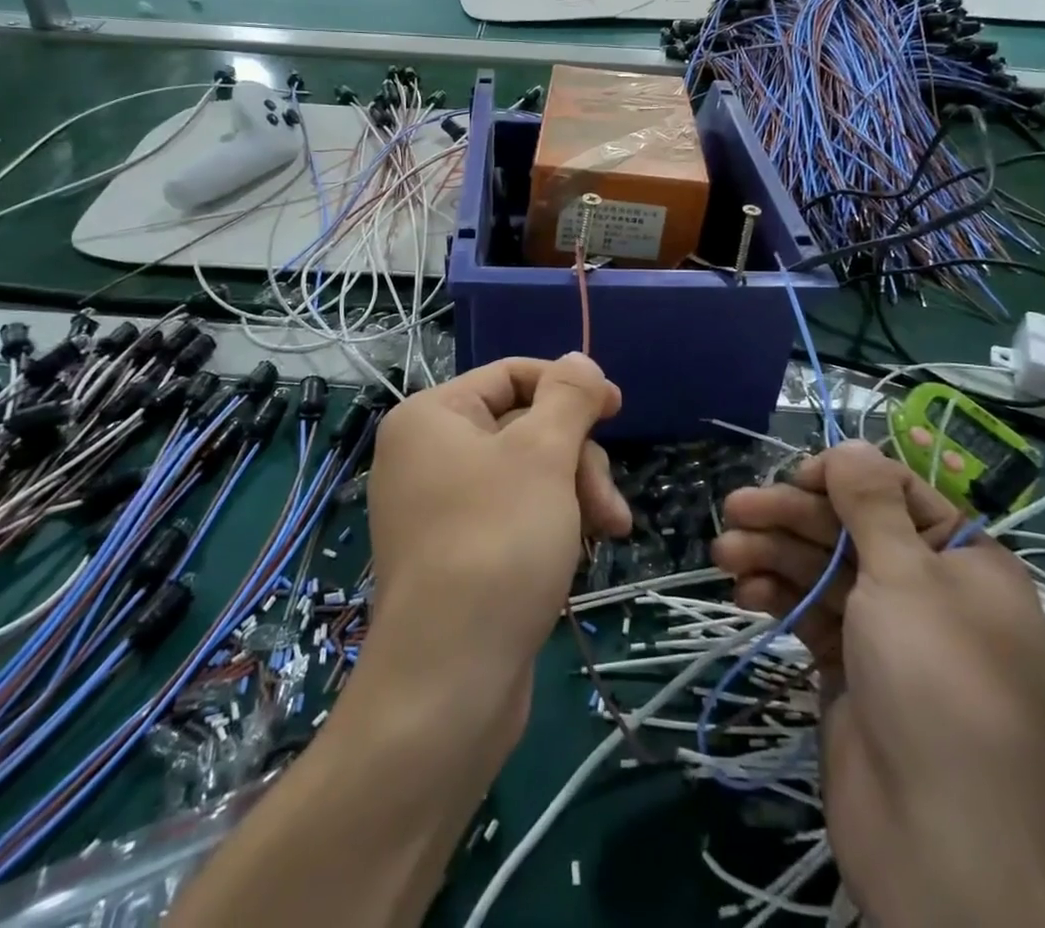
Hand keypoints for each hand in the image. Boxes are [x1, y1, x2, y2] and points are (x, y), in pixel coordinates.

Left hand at [364, 354, 631, 723]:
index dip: (568, 386)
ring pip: (527, 474)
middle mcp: (427, 454)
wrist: (450, 683)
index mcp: (432, 416)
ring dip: (574, 495)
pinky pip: (514, 514)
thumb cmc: (498, 544)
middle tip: (606, 504)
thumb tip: (578, 360)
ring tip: (608, 533)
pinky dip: (552, 524)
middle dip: (576, 459)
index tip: (618, 409)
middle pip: (524, 427)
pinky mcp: (457, 552)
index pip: (511, 375)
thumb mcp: (544, 454)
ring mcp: (439, 507)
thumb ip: (568, 397)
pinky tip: (577, 556)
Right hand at [712, 443, 1044, 927]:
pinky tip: (742, 593)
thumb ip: (871, 504)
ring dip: (773, 556)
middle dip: (791, 517)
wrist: (939, 843)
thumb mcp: (906, 578)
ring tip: (723, 554)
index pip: (898, 493)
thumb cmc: (934, 685)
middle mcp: (928, 589)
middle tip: (733, 509)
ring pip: (823, 570)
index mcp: (965, 561)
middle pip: (850, 529)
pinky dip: (777, 598)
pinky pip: (810, 613)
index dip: (844, 478)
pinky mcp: (850, 666)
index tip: (795, 476)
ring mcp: (887, 631)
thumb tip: (851, 444)